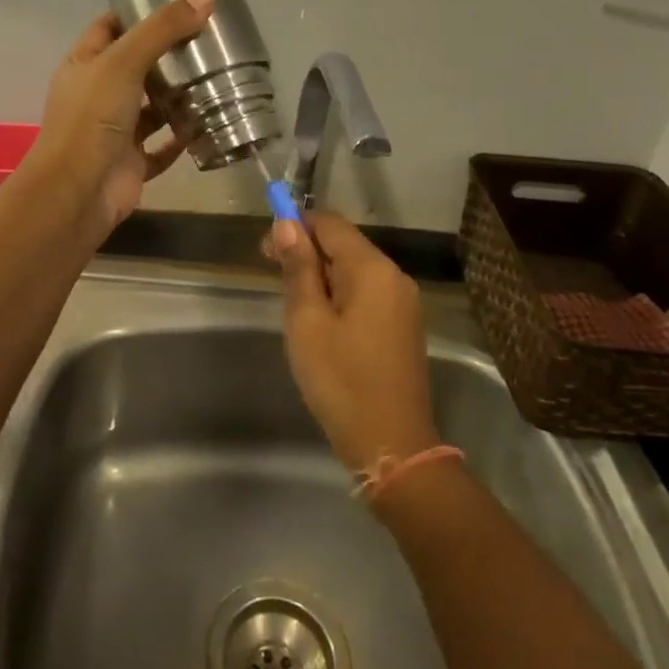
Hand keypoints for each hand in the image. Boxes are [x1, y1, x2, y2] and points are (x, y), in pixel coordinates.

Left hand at [26, 0, 214, 238]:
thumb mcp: (124, 62)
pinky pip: (162, 146)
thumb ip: (162, 29)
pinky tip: (208, 125)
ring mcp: (115, 130)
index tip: (178, 4)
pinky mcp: (132, 162)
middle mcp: (97, 95)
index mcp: (84, 65)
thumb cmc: (92, 118)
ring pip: (151, 107)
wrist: (78, 192)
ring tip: (217, 78)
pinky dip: (182, 137)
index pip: (110, 27)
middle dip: (168, 55)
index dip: (138, 13)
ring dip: (178, 97)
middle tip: (209, 39)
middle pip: (136, 66)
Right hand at [269, 211, 439, 471]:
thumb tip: (286, 223)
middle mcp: (394, 276)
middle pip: (344, 244)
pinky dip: (339, 294)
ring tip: (292, 302)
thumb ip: (298, 268)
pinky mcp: (402, 326)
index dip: (295, 225)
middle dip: (306, 251)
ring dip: (321, 274)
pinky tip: (320, 319)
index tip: (265, 248)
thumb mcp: (307, 321)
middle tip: (272, 276)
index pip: (330, 224)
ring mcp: (403, 302)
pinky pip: (366, 293)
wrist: (391, 445)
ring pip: (354, 270)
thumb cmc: (341, 380)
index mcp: (372, 269)